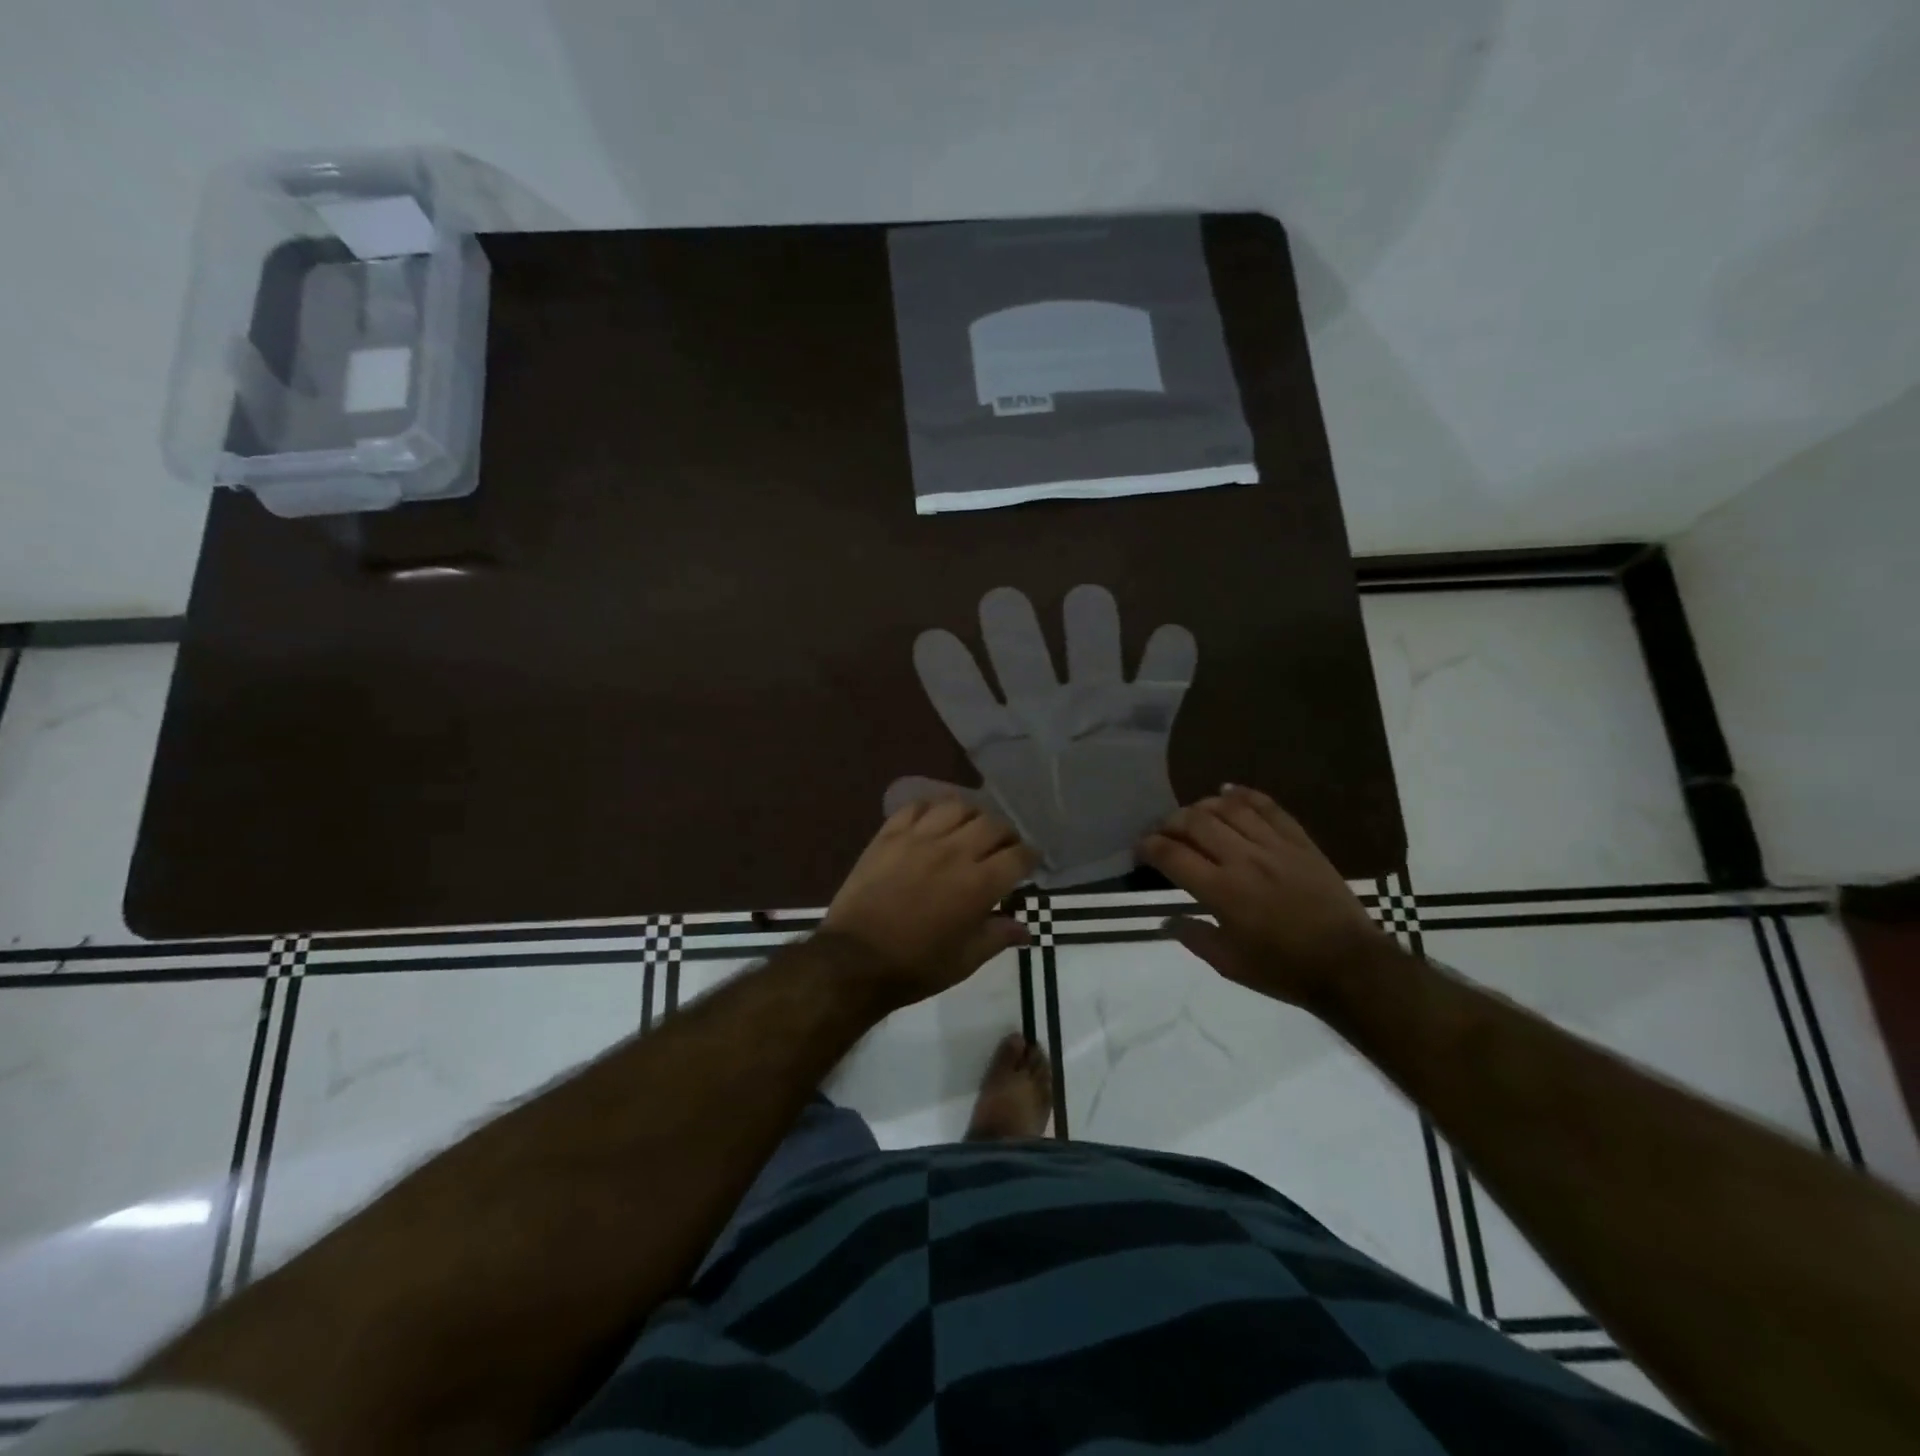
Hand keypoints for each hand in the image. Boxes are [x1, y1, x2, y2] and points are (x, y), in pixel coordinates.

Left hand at [824, 797, 1038, 1007]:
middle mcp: (954, 852)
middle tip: (1002, 847)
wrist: (855, 960)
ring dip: (971, 816)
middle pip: (993, 824)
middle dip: (1006, 834)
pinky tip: (934, 821)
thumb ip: (998, 937)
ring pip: (957, 806)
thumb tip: (1025, 929)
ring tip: (969, 829)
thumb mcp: (965, 960)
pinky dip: (931, 809)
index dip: (1030, 856)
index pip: (1018, 855)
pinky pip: (916, 807)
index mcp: (979, 884)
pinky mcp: (889, 835)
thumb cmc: (916, 966)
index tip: (1030, 861)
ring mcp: (919, 838)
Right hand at [1138, 786, 1397, 1007]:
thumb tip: (1165, 920)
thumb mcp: (1230, 965)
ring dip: (1202, 806)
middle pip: (1195, 822)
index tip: (1140, 849)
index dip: (1148, 847)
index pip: (1171, 856)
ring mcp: (1274, 847)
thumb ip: (1194, 937)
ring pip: (1229, 808)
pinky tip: (1228, 791)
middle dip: (1169, 822)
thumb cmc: (1285, 970)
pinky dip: (1244, 794)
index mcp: (1221, 892)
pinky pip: (1268, 807)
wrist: (1351, 966)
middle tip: (1163, 832)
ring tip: (1192, 814)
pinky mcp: (1300, 842)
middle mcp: (1243, 860)